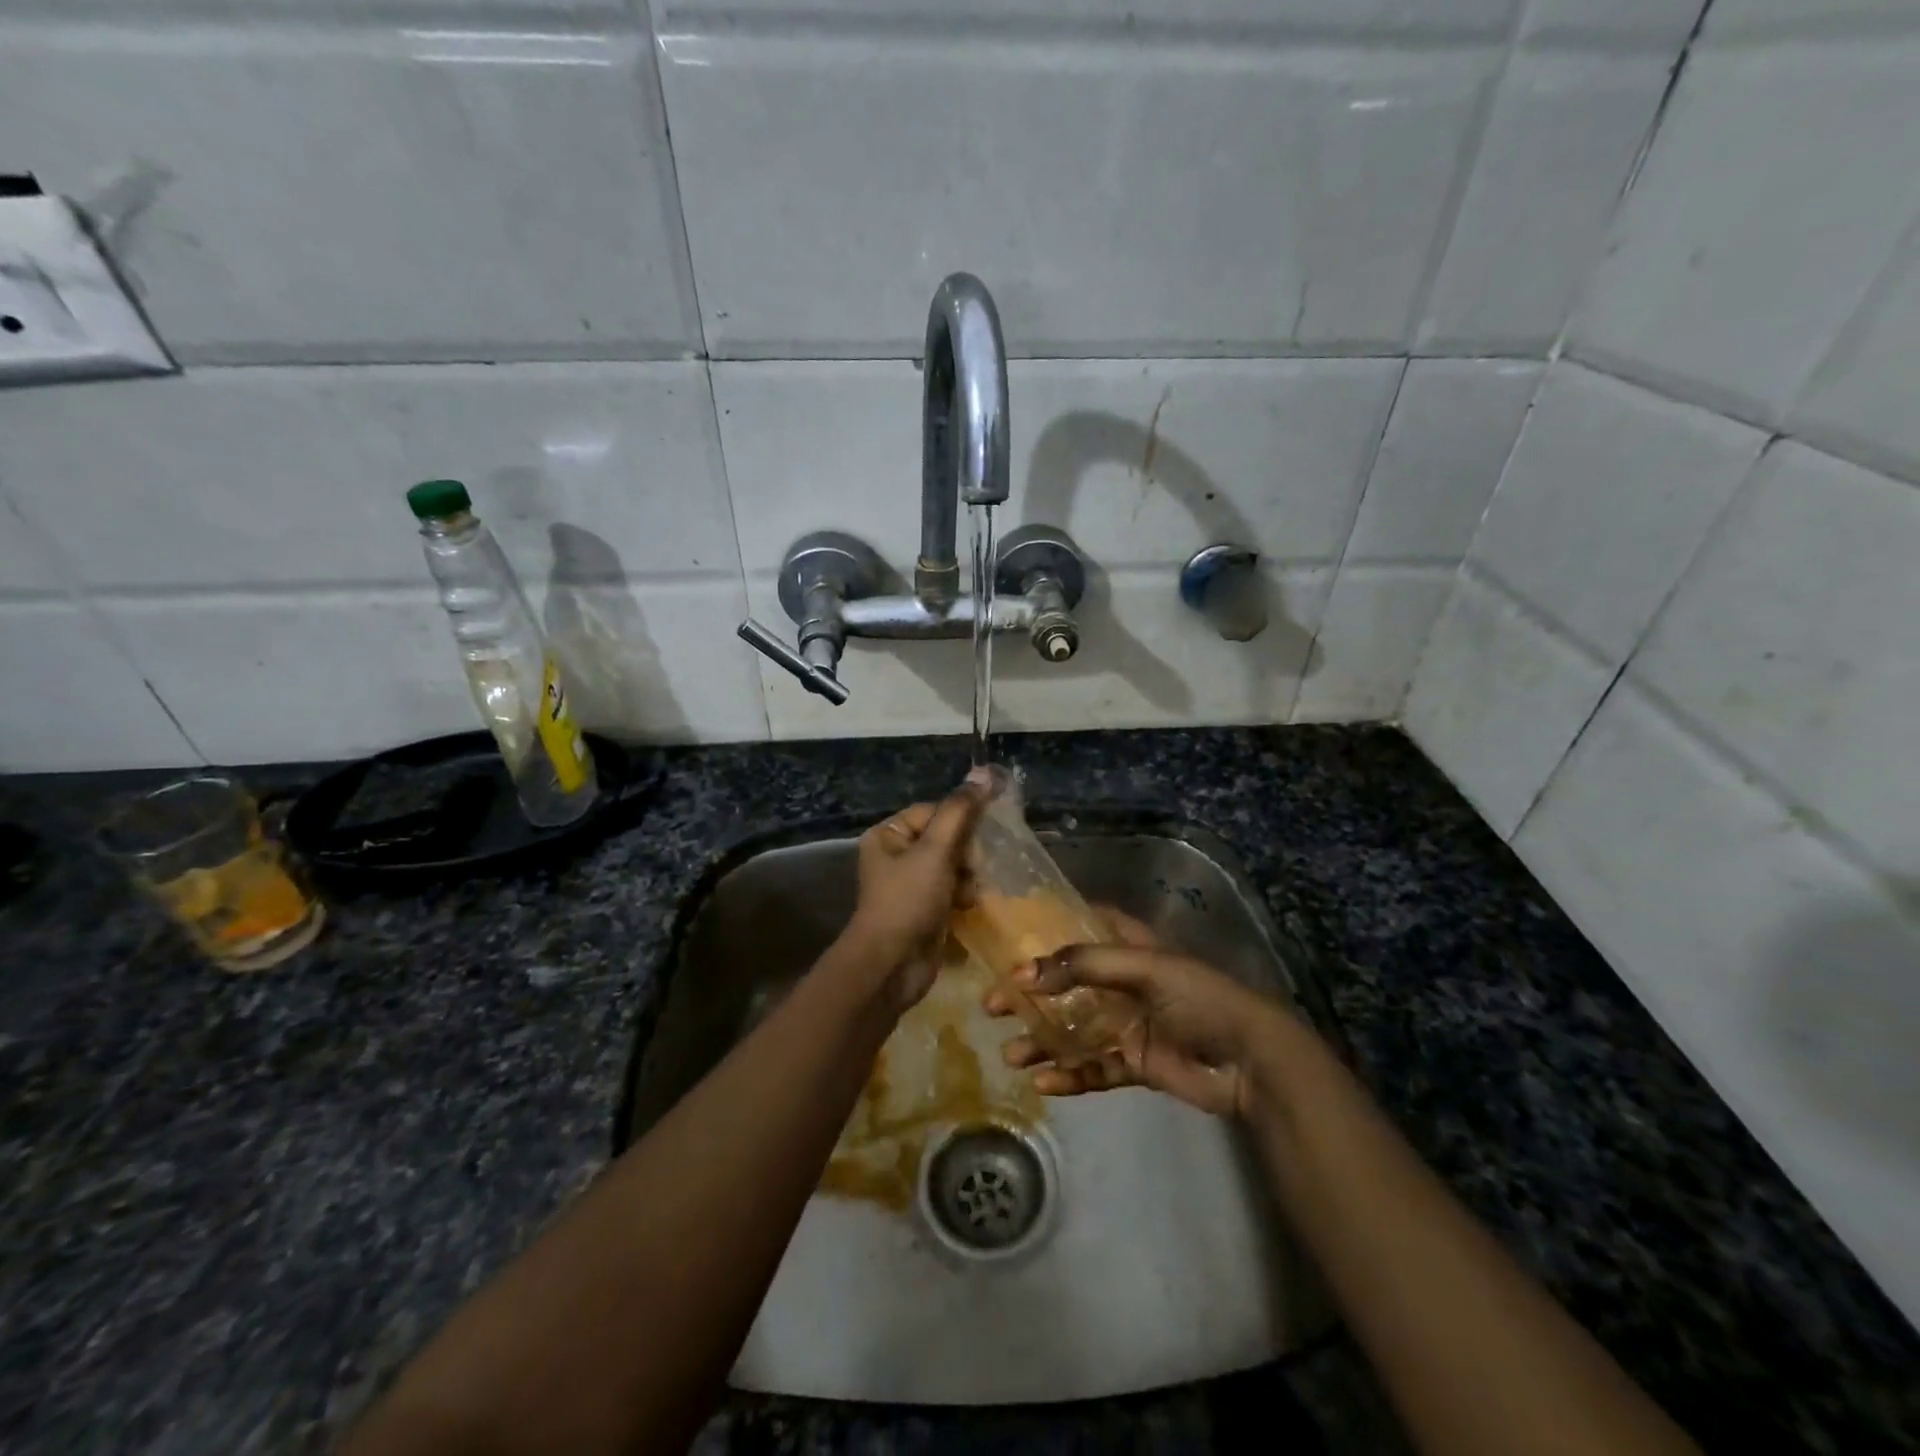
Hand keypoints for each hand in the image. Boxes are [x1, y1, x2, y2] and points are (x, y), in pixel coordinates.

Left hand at [837, 775, 989, 1009]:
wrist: (892, 966)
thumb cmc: (908, 901)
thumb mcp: (935, 851)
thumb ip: (960, 812)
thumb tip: (984, 774)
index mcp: (888, 835)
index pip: (935, 811)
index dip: (961, 823)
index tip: (979, 841)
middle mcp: (896, 856)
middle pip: (946, 838)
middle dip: (966, 854)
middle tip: (974, 871)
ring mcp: (910, 885)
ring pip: (954, 865)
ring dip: (969, 877)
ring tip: (970, 894)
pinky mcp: (924, 910)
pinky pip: (952, 890)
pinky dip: (964, 896)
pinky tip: (970, 906)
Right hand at [986, 907, 1295, 1118]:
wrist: (1251, 1061)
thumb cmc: (1199, 998)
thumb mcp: (1143, 968)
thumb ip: (1081, 966)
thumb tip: (1021, 974)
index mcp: (1129, 947)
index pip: (1082, 925)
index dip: (1046, 926)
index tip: (1006, 934)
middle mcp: (1123, 982)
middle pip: (1066, 984)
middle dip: (1030, 996)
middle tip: (991, 1007)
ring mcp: (1128, 1023)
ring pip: (1074, 1030)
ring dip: (1043, 1041)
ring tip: (1011, 1055)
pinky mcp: (1135, 1063)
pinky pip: (1094, 1068)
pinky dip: (1069, 1076)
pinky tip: (1044, 1084)